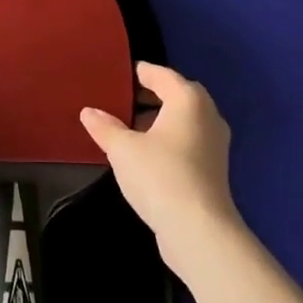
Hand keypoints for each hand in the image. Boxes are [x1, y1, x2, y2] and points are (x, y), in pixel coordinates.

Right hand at [80, 62, 241, 274]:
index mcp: (188, 100)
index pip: (161, 74)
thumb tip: (89, 112)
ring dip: (158, 119)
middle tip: (119, 99)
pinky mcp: (213, 169)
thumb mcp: (123, 149)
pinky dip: (167, 139)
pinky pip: (187, 141)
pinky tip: (144, 154)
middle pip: (176, 95)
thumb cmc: (159, 176)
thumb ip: (105, 127)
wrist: (198, 230)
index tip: (117, 74)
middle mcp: (207, 115)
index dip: (138, 72)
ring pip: (183, 120)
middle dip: (149, 96)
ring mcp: (214, 144)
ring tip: (127, 127)